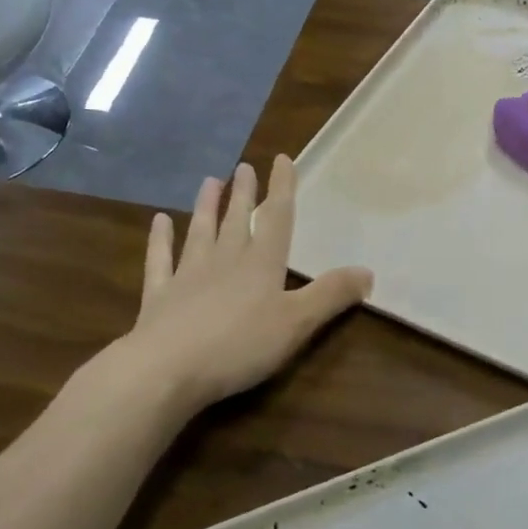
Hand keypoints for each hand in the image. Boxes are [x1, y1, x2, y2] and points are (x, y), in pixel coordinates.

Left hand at [125, 155, 371, 413]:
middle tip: (243, 167)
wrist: (167, 369)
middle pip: (237, 220)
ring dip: (207, 207)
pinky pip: (160, 260)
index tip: (282, 159)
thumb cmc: (240, 345)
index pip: (277, 218)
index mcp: (262, 264)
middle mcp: (225, 260)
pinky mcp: (159, 296)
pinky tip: (159, 222)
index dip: (282, 188)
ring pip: (201, 232)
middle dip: (244, 193)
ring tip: (210, 181)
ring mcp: (188, 275)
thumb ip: (331, 295)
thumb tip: (368, 271)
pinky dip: (160, 240)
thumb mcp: (297, 323)